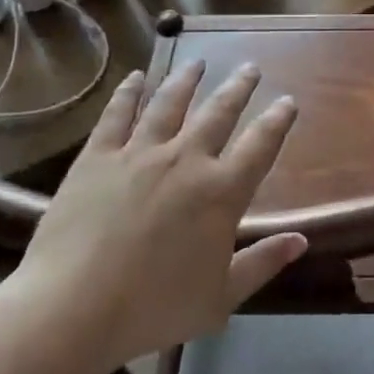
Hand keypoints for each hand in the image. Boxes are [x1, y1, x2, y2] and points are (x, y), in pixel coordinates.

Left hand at [15, 62, 304, 369]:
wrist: (72, 310)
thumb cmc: (153, 308)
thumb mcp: (221, 298)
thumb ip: (263, 263)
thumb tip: (302, 241)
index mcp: (221, 192)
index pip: (261, 145)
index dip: (278, 120)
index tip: (288, 102)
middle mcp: (186, 160)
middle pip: (219, 112)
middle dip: (239, 87)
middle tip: (250, 67)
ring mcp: (139, 154)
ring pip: (170, 104)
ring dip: (187, 80)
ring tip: (198, 63)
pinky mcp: (98, 158)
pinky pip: (117, 115)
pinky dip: (129, 93)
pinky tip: (136, 77)